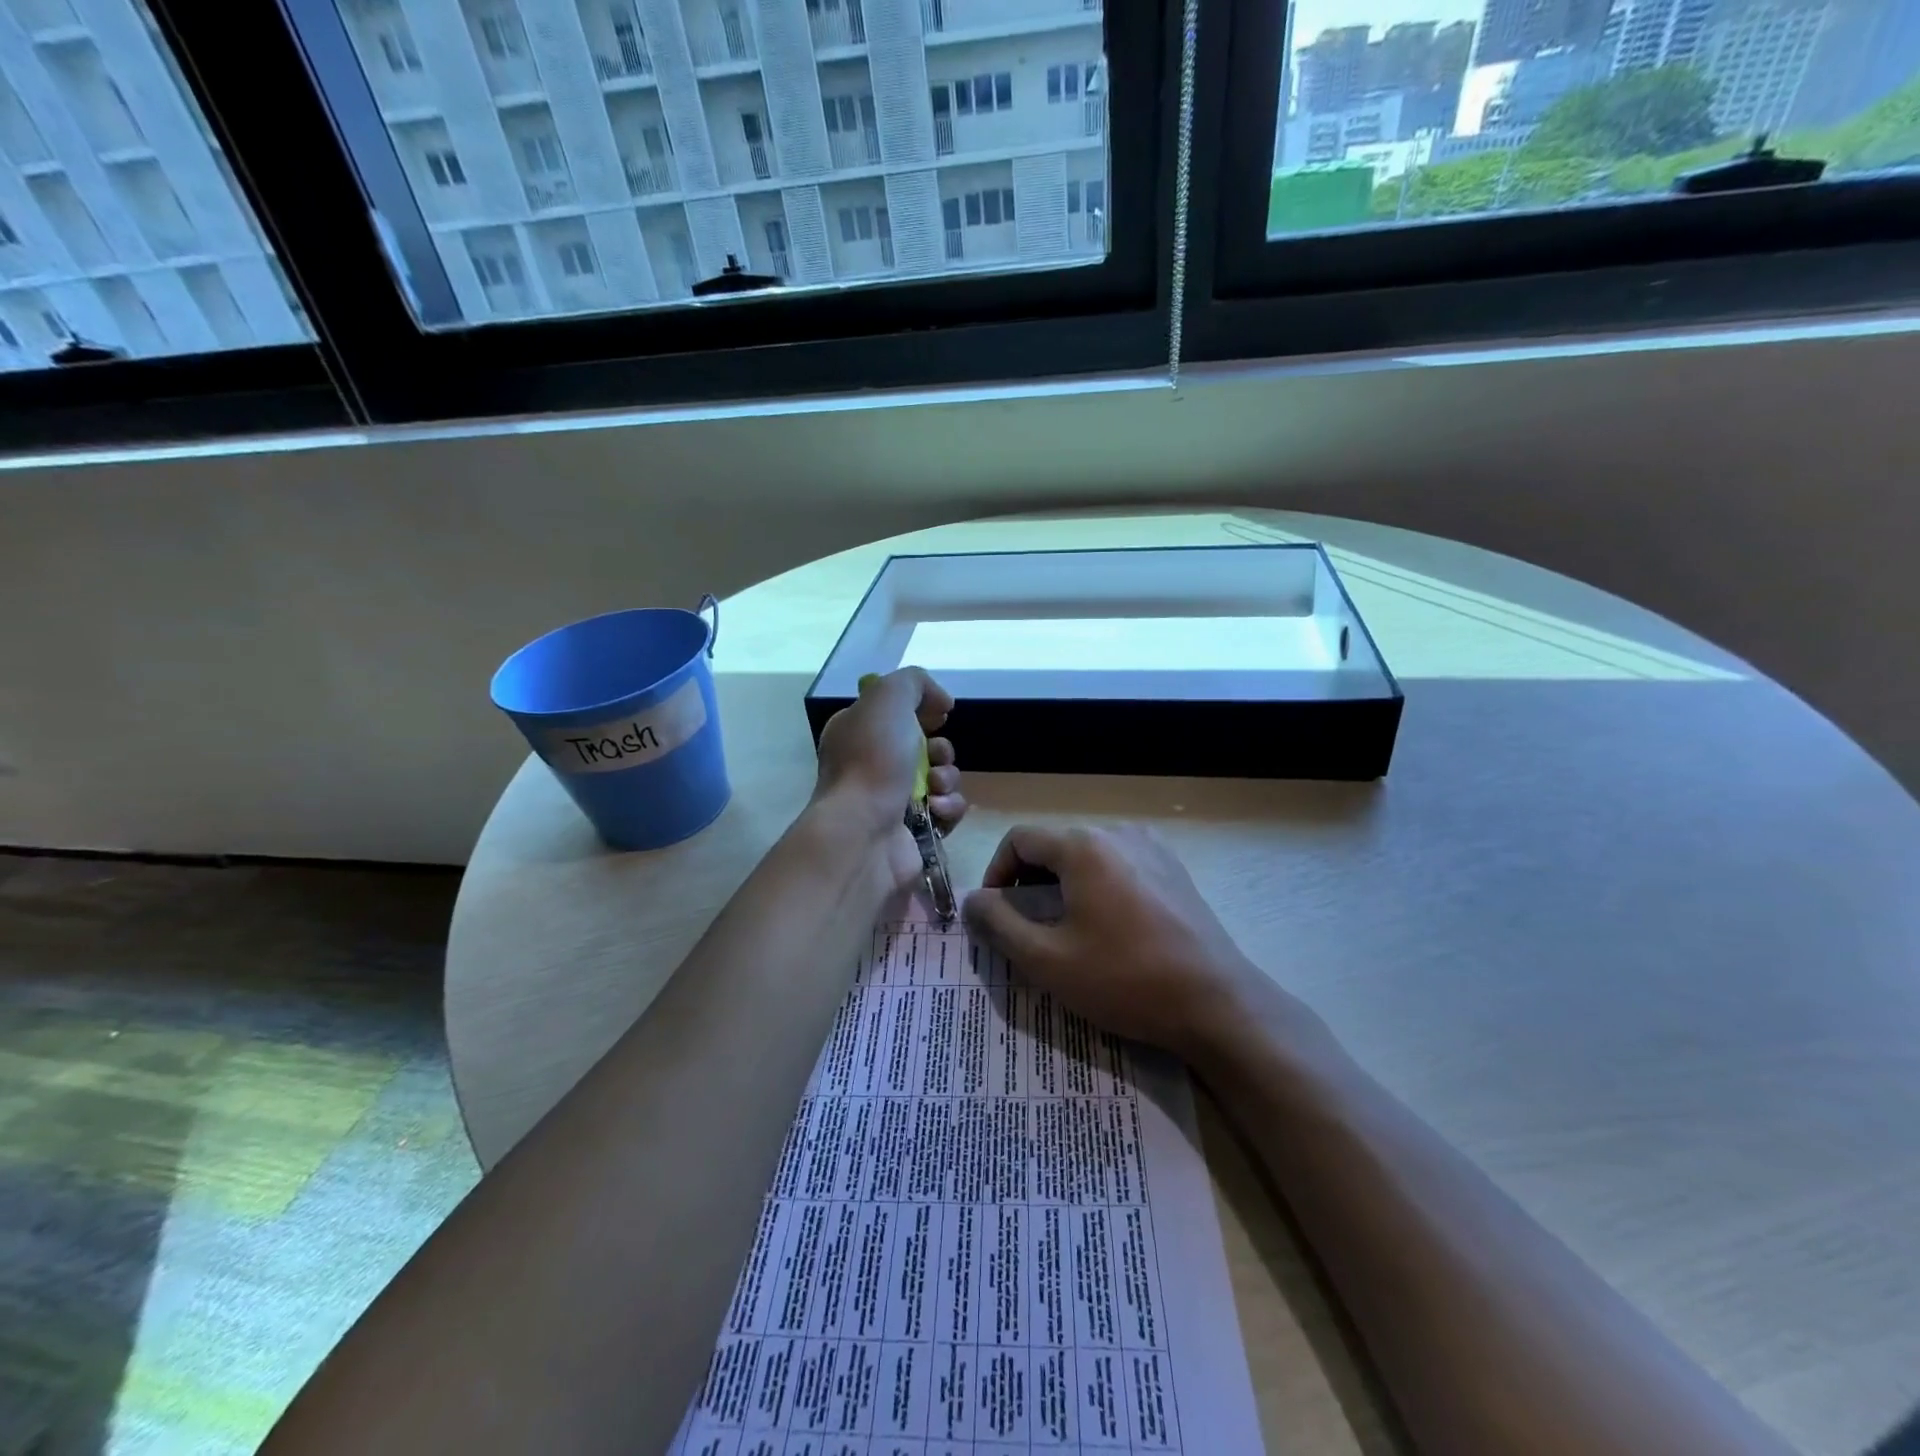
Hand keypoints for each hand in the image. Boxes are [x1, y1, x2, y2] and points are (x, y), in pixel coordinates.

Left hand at [812, 667, 967, 889]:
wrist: (864, 832)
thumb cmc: (872, 760)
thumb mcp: (888, 697)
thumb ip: (914, 682)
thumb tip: (940, 702)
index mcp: (857, 732)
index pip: (896, 713)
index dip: (923, 710)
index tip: (939, 715)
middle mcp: (871, 765)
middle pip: (925, 747)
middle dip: (941, 749)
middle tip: (935, 757)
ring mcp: (891, 801)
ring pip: (940, 779)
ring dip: (948, 778)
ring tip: (934, 788)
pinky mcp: (913, 832)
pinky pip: (946, 811)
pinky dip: (948, 807)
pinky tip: (936, 810)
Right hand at [962, 824, 1266, 1058]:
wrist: (1216, 1004)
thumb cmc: (1125, 979)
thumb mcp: (1046, 959)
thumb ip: (999, 924)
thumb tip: (973, 901)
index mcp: (1083, 846)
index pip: (1020, 839)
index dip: (997, 873)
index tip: (996, 914)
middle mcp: (1117, 833)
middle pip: (1055, 845)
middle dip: (1031, 882)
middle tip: (1028, 928)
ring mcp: (1152, 848)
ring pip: (1088, 856)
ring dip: (1064, 885)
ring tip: (1067, 931)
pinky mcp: (1174, 869)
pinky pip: (1120, 866)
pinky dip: (1099, 887)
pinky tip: (1110, 929)